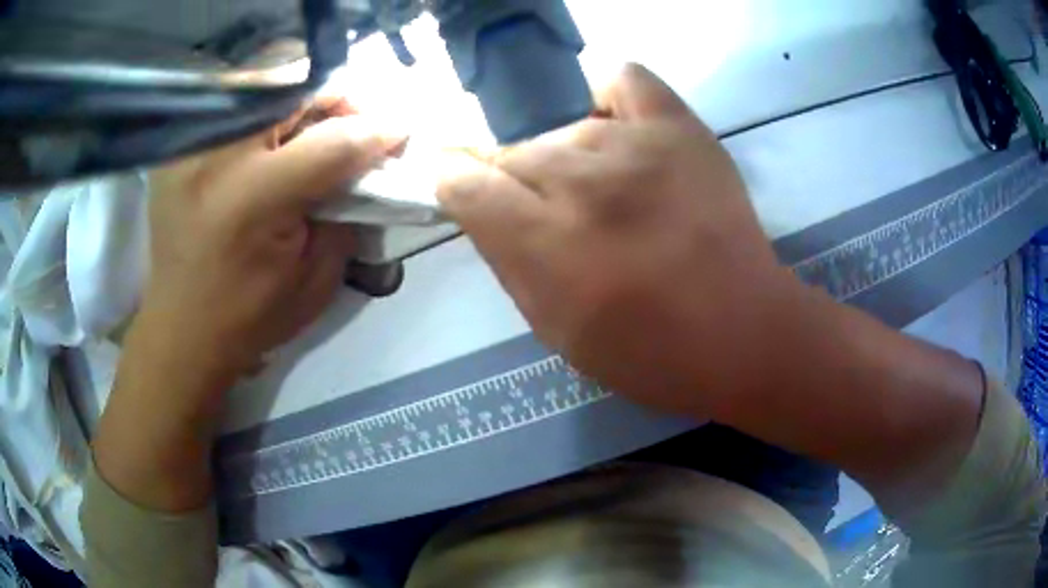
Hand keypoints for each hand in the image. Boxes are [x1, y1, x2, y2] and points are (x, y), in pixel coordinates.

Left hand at [136, 98, 404, 396]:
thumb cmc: (250, 316)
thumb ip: (347, 212)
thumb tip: (370, 163)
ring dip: (302, 102)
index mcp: (252, 199)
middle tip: (355, 128)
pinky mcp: (178, 147)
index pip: (332, 141)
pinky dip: (265, 110)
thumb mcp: (315, 279)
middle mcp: (216, 158)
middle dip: (339, 102)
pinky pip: (233, 104)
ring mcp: (190, 146)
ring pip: (264, 85)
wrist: (182, 328)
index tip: (401, 133)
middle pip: (296, 91)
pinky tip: (274, 138)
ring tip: (316, 131)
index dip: (377, 131)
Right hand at [437, 64, 799, 416]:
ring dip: (565, 159)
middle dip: (514, 182)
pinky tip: (614, 128)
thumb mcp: (553, 329)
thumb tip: (482, 206)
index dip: (456, 183)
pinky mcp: (680, 127)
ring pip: (562, 129)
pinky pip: (623, 79)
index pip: (463, 181)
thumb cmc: (647, 351)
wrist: (742, 332)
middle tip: (548, 211)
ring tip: (601, 190)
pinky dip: (606, 98)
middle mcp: (584, 181)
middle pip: (510, 151)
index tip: (469, 193)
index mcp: (547, 243)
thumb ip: (507, 260)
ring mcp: (635, 144)